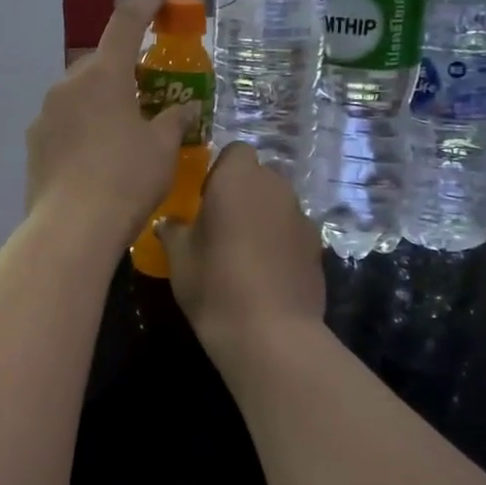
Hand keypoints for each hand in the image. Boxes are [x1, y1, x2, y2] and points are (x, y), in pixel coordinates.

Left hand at [26, 0, 199, 244]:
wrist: (72, 228)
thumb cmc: (126, 179)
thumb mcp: (163, 149)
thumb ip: (176, 120)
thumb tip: (187, 108)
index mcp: (103, 75)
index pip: (126, 23)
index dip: (147, 3)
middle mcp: (67, 85)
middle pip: (99, 63)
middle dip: (122, 68)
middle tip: (146, 90)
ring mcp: (45, 114)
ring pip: (78, 93)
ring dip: (100, 100)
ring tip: (122, 129)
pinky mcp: (34, 143)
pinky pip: (64, 121)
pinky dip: (83, 126)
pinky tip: (97, 156)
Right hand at [156, 142, 324, 341]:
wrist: (270, 332)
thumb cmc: (214, 283)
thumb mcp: (179, 257)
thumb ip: (173, 231)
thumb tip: (168, 223)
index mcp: (238, 180)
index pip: (235, 151)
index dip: (220, 171)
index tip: (204, 199)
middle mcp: (275, 188)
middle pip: (259, 177)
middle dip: (242, 193)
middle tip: (220, 225)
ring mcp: (301, 217)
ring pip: (277, 204)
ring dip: (262, 217)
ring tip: (243, 252)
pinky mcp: (317, 247)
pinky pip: (291, 231)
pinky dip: (279, 242)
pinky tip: (265, 273)